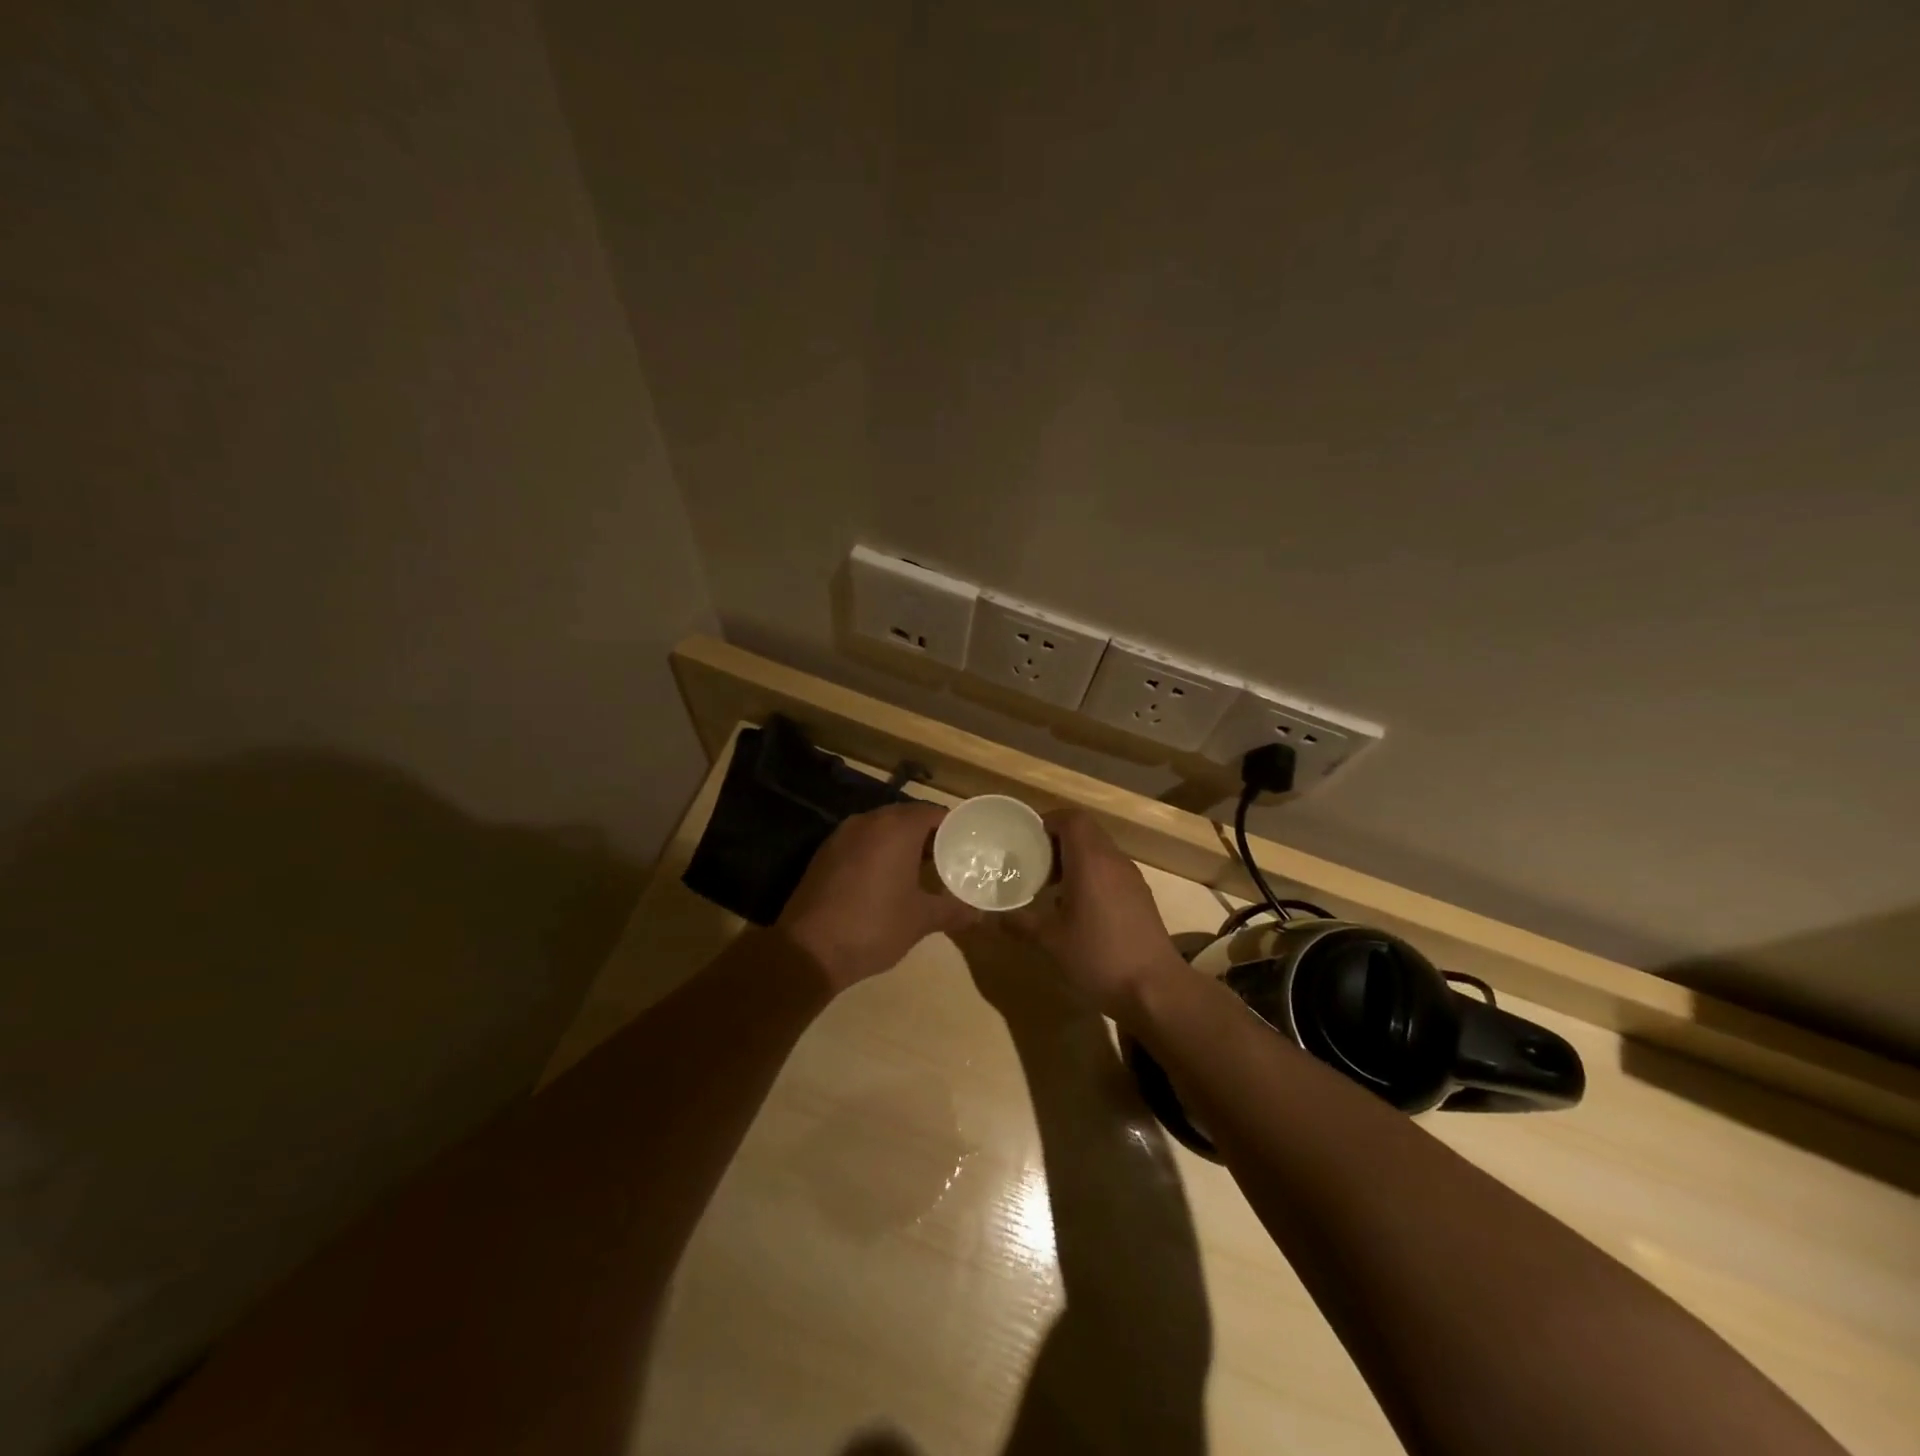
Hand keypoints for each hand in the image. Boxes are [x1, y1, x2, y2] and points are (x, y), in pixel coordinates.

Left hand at [777, 801, 979, 992]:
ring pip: (881, 829)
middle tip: (947, 858)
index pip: (933, 812)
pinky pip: (860, 843)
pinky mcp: (824, 854)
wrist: (808, 950)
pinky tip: (885, 880)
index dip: (952, 827)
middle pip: (906, 817)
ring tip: (920, 870)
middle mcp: (868, 821)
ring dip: (900, 843)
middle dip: (927, 834)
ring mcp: (841, 835)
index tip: (967, 844)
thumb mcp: (921, 920)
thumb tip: (979, 913)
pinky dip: (877, 853)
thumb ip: (952, 910)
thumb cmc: (874, 926)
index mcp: (896, 828)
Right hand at [1007, 810, 1185, 1018]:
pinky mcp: (1141, 898)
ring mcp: (1132, 879)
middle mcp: (1114, 861)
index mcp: (1090, 861)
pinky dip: (1092, 876)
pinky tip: (1078, 909)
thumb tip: (991, 916)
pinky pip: (1112, 871)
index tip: (1027, 839)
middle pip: (1087, 832)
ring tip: (1052, 888)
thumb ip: (1019, 923)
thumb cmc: (1098, 956)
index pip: (1072, 819)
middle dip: (1058, 841)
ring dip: (1076, 860)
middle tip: (1034, 864)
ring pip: (1100, 852)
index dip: (1048, 821)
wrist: (1155, 989)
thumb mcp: (1050, 941)